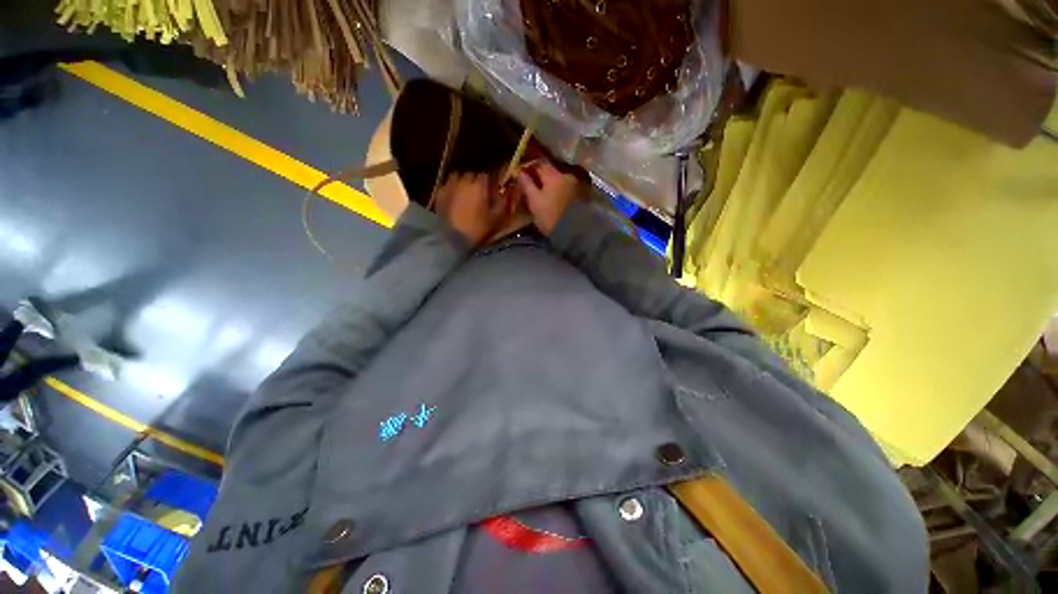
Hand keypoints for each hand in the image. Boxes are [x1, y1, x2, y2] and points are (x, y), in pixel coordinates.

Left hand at [433, 173, 509, 245]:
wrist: (452, 238)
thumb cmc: (477, 228)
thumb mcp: (496, 218)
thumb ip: (502, 202)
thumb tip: (505, 193)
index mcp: (479, 185)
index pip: (486, 175)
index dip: (489, 183)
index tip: (491, 191)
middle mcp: (464, 181)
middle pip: (471, 174)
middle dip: (475, 181)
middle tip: (479, 193)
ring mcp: (449, 186)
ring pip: (457, 177)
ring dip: (462, 183)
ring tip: (465, 194)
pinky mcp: (439, 194)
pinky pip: (447, 186)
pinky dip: (451, 190)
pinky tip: (453, 199)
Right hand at [516, 162, 582, 235]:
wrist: (574, 231)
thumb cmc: (550, 216)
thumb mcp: (534, 201)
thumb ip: (527, 185)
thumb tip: (519, 172)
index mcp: (553, 175)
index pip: (538, 165)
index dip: (529, 169)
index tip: (522, 176)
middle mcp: (566, 175)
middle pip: (550, 172)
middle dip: (540, 177)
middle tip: (531, 187)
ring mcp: (575, 185)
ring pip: (558, 181)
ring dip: (550, 186)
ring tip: (543, 196)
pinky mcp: (581, 195)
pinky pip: (565, 189)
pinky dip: (559, 192)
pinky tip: (554, 201)